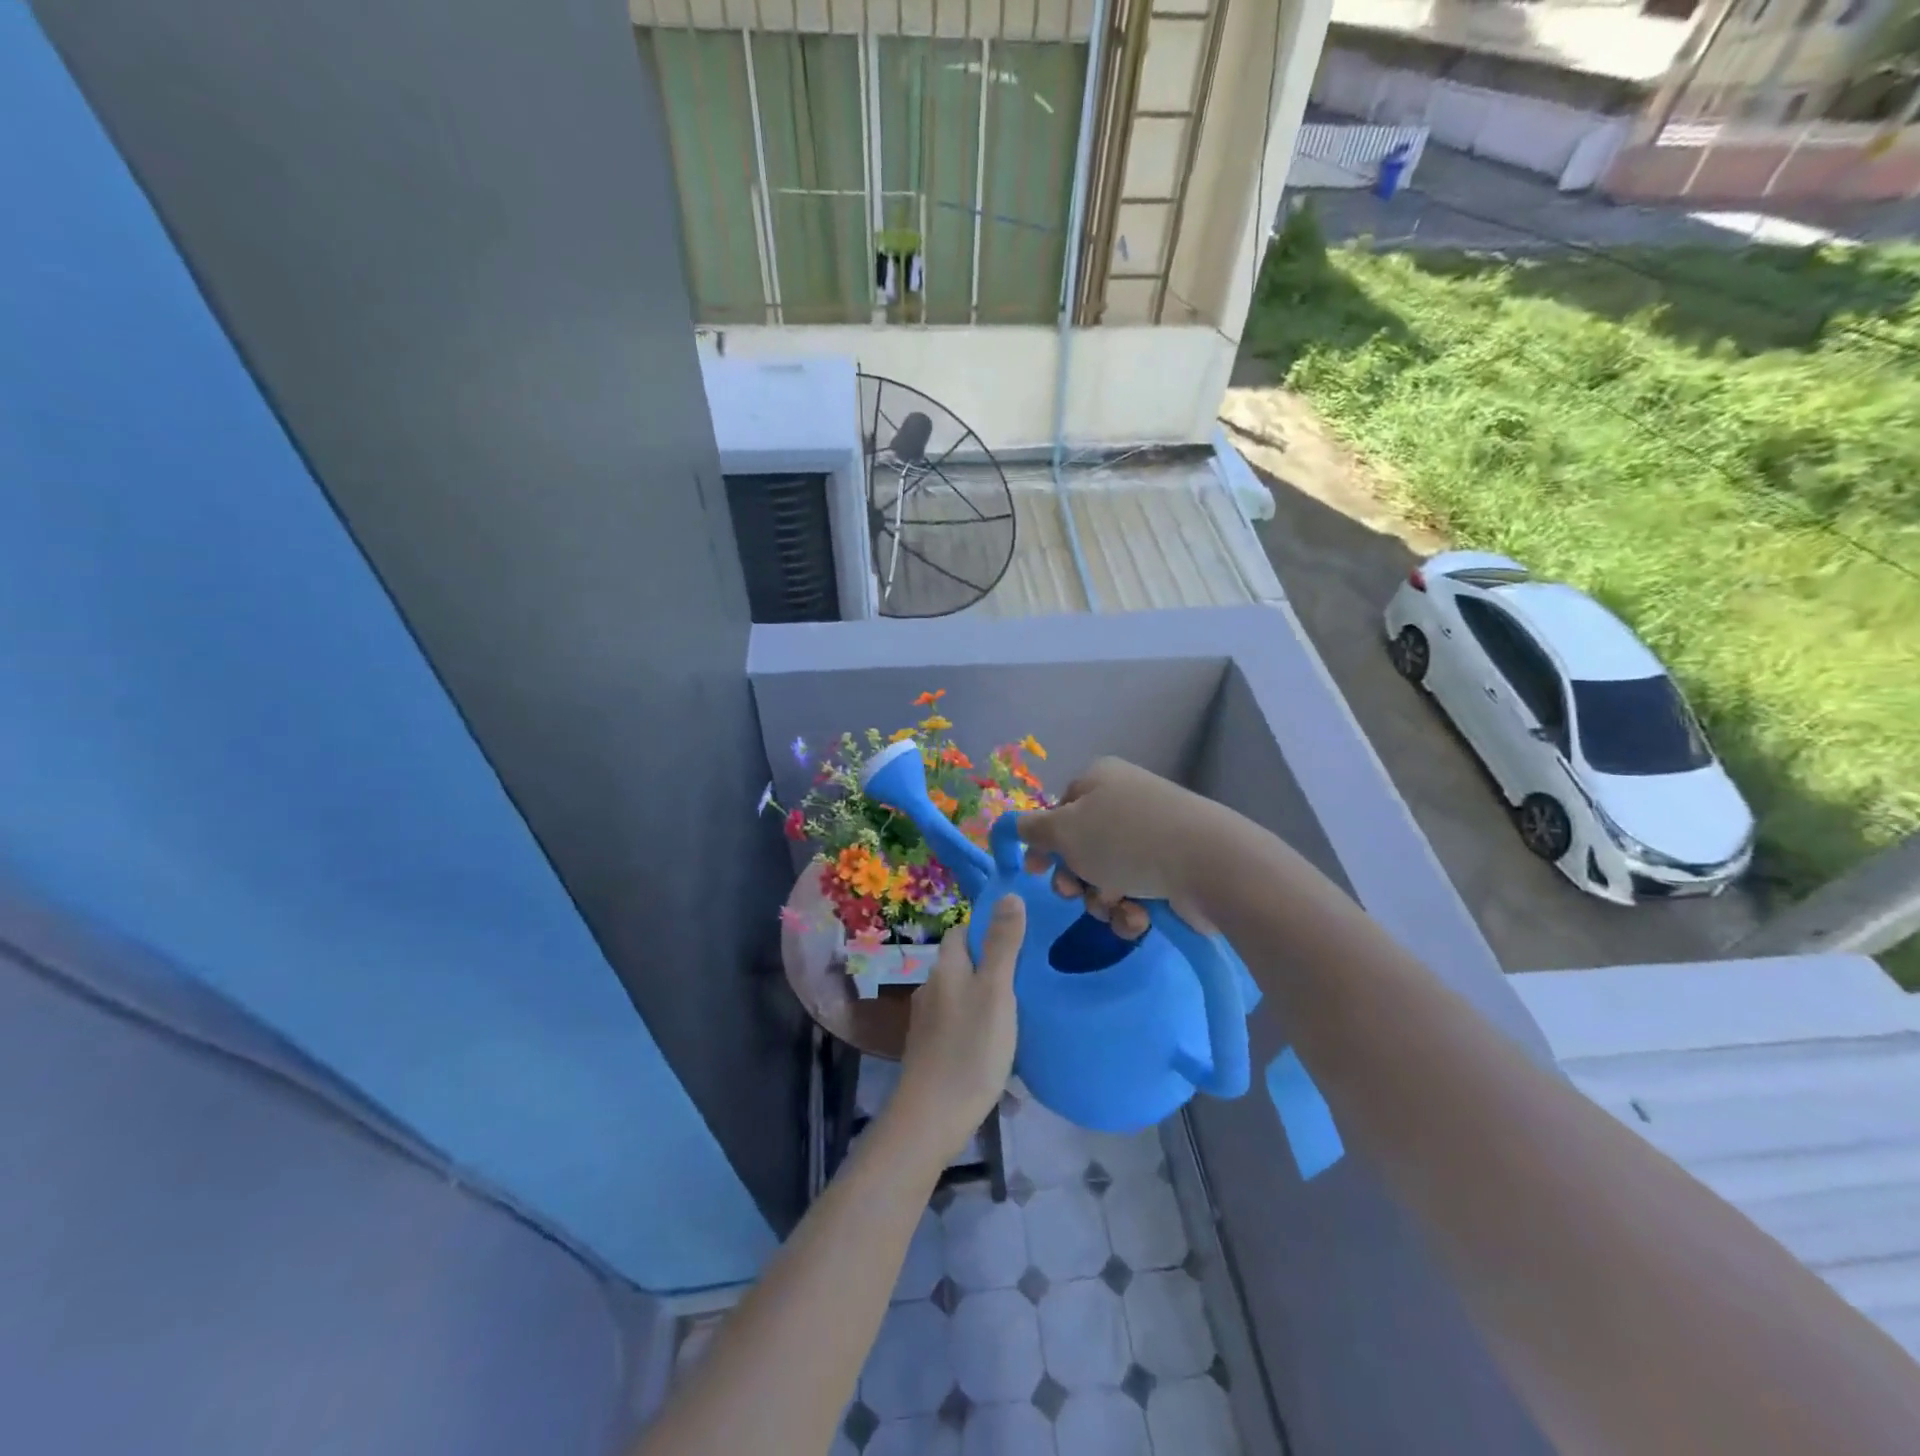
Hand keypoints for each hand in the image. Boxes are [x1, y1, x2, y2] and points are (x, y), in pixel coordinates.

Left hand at [893, 896, 1025, 1161]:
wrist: (932, 1117)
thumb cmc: (969, 1048)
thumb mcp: (996, 992)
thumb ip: (1003, 945)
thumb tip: (1009, 894)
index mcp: (946, 968)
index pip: (961, 932)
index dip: (986, 928)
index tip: (1018, 937)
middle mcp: (931, 988)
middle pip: (961, 964)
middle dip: (990, 965)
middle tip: (1027, 976)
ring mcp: (927, 1022)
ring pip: (961, 996)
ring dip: (985, 999)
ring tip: (1019, 1013)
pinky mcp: (930, 1051)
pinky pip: (958, 1027)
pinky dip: (977, 1028)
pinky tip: (997, 1048)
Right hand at [1019, 757, 1221, 940]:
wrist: (1207, 862)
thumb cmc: (1124, 839)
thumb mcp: (1064, 831)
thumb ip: (1033, 829)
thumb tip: (1016, 825)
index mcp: (1099, 780)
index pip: (1059, 810)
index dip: (1044, 843)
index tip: (1035, 870)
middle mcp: (1125, 802)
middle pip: (1082, 847)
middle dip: (1075, 878)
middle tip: (1076, 893)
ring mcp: (1153, 835)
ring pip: (1107, 876)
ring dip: (1102, 899)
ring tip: (1115, 906)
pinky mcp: (1174, 868)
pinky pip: (1137, 890)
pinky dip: (1132, 908)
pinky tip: (1139, 917)